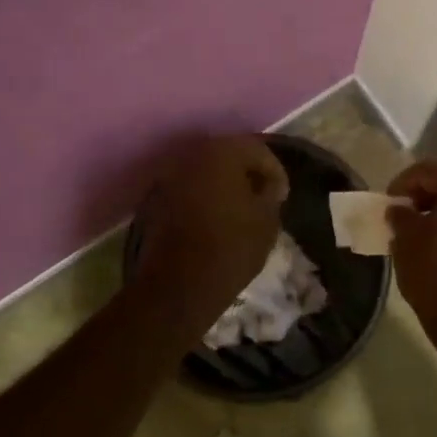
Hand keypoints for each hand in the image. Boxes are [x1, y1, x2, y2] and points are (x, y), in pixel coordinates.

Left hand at [137, 136, 288, 319]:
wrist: (178, 286)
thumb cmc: (231, 248)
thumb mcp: (267, 220)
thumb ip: (271, 193)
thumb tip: (268, 185)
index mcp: (222, 152)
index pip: (257, 149)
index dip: (275, 171)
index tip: (282, 196)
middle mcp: (191, 156)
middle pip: (228, 155)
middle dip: (247, 173)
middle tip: (263, 197)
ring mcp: (169, 177)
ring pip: (206, 172)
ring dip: (224, 185)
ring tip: (240, 210)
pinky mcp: (154, 200)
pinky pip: (189, 189)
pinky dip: (204, 197)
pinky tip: (216, 219)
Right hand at [385, 161, 436, 364]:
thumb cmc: (436, 273)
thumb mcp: (406, 240)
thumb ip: (400, 215)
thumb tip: (400, 210)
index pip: (431, 169)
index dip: (404, 181)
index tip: (388, 201)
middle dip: (423, 196)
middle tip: (400, 214)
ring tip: (415, 232)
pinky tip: (436, 246)